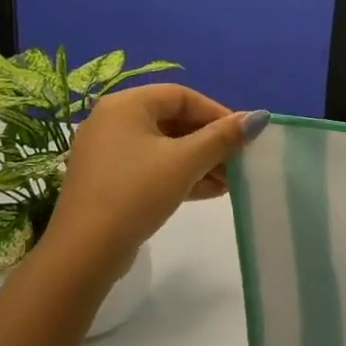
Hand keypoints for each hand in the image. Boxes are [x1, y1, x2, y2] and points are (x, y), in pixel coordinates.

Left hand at [42, 86, 267, 267]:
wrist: (86, 249)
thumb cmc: (137, 193)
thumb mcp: (185, 162)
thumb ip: (223, 137)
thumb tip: (259, 117)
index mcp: (126, 105)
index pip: (182, 96)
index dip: (218, 113)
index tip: (244, 136)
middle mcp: (113, 121)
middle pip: (174, 121)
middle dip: (211, 141)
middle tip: (240, 162)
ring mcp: (110, 152)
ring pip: (166, 147)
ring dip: (201, 161)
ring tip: (231, 182)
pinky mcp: (112, 180)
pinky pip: (153, 167)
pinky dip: (182, 175)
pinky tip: (210, 191)